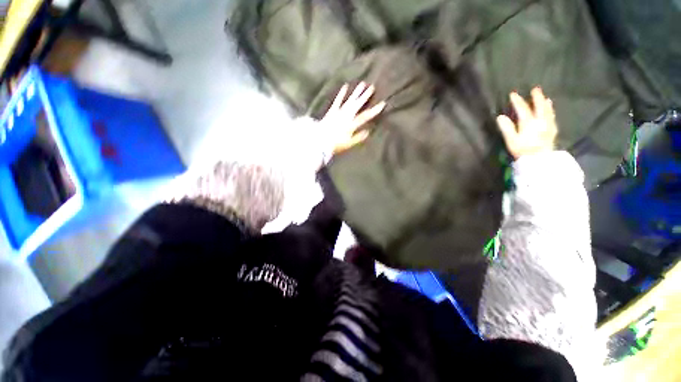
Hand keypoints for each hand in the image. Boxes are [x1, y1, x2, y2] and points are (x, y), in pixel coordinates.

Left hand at [320, 82, 385, 154]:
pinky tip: (345, 86)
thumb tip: (368, 131)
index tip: (382, 103)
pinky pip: (337, 101)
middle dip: (365, 96)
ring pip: (349, 101)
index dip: (374, 110)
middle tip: (372, 87)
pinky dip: (341, 94)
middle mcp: (346, 116)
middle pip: (357, 105)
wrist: (320, 140)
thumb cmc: (335, 144)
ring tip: (362, 84)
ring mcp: (339, 112)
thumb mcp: (348, 143)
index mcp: (351, 124)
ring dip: (356, 93)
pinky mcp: (332, 111)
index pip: (365, 116)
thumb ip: (358, 137)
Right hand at [496, 87, 557, 159]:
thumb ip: (507, 128)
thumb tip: (500, 117)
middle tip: (535, 89)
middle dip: (536, 97)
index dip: (517, 101)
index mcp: (529, 123)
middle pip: (539, 107)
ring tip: (545, 98)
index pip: (522, 109)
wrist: (539, 159)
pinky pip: (552, 117)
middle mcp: (540, 121)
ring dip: (545, 103)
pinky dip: (551, 111)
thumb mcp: (511, 140)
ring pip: (547, 111)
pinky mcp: (552, 131)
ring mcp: (548, 125)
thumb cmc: (523, 150)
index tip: (513, 94)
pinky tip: (551, 110)